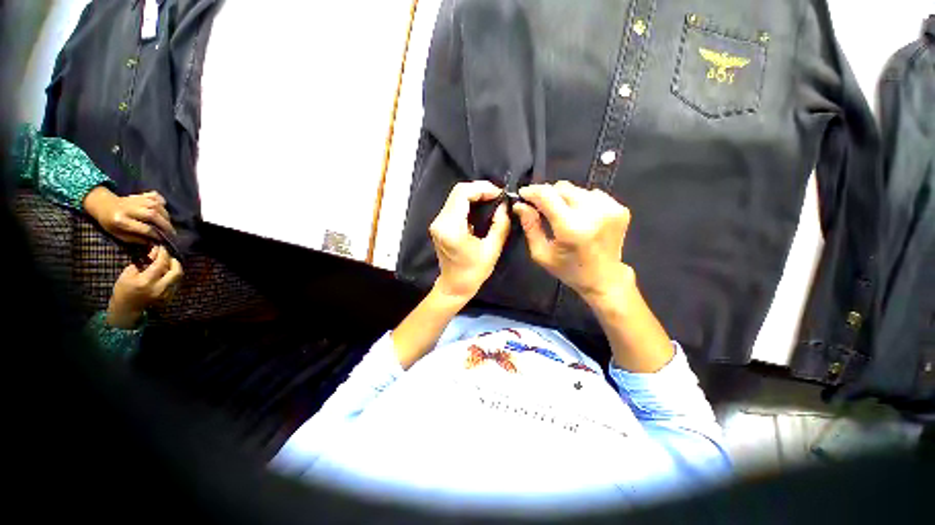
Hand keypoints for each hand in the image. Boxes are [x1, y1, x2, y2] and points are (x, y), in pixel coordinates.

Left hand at [83, 186, 174, 243]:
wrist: (103, 205)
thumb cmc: (110, 223)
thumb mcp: (119, 235)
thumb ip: (136, 239)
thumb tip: (153, 242)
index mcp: (120, 220)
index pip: (144, 228)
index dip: (155, 235)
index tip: (162, 240)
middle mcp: (128, 209)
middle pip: (152, 215)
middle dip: (165, 224)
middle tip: (172, 232)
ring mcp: (134, 200)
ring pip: (156, 206)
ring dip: (165, 215)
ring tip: (168, 222)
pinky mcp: (139, 195)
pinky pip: (154, 196)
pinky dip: (162, 201)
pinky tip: (163, 208)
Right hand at [106, 246, 182, 328]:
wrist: (126, 309)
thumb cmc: (123, 290)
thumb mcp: (127, 274)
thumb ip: (142, 263)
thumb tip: (154, 254)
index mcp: (146, 282)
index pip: (161, 264)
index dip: (163, 254)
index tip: (161, 247)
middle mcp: (159, 288)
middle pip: (176, 271)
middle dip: (174, 261)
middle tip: (167, 256)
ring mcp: (166, 294)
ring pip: (178, 277)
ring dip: (174, 268)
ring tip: (166, 263)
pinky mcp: (169, 297)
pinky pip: (176, 283)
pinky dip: (172, 276)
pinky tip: (165, 273)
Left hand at [429, 181, 510, 300]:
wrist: (454, 286)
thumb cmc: (474, 272)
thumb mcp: (492, 249)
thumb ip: (500, 225)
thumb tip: (504, 205)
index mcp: (451, 228)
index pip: (462, 193)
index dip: (482, 188)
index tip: (499, 194)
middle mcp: (440, 221)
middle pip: (458, 192)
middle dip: (479, 189)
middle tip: (497, 197)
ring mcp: (437, 223)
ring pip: (455, 197)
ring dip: (474, 194)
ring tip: (492, 200)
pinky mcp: (439, 225)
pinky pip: (454, 205)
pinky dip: (469, 202)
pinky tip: (481, 207)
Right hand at [513, 181, 632, 302]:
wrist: (605, 278)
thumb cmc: (569, 270)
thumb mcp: (541, 253)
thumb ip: (530, 227)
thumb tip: (520, 205)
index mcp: (571, 227)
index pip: (547, 195)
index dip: (532, 191)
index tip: (523, 194)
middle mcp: (592, 213)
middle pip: (562, 188)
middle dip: (547, 194)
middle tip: (540, 207)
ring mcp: (609, 208)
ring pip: (576, 189)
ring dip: (564, 198)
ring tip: (561, 214)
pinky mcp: (619, 208)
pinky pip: (592, 194)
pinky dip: (581, 201)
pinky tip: (580, 216)